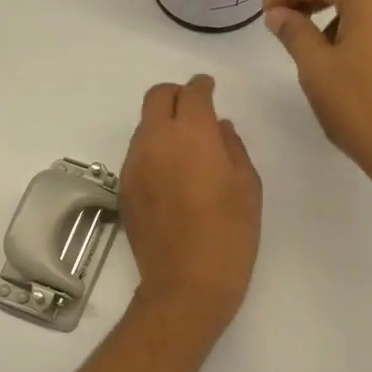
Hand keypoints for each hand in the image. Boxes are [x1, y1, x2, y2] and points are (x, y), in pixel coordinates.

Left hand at [119, 74, 262, 340]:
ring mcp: (134, 165)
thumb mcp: (247, 186)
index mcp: (191, 135)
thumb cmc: (229, 235)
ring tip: (187, 149)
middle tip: (196, 110)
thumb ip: (233, 147)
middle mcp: (155, 141)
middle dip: (177, 95)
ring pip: (144, 126)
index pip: (192, 93)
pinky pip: (138, 154)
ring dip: (164, 125)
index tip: (211, 90)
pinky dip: (154, 151)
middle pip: (157, 98)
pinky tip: (172, 176)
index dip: (203, 86)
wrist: (185, 284)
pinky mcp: (124, 189)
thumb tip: (219, 128)